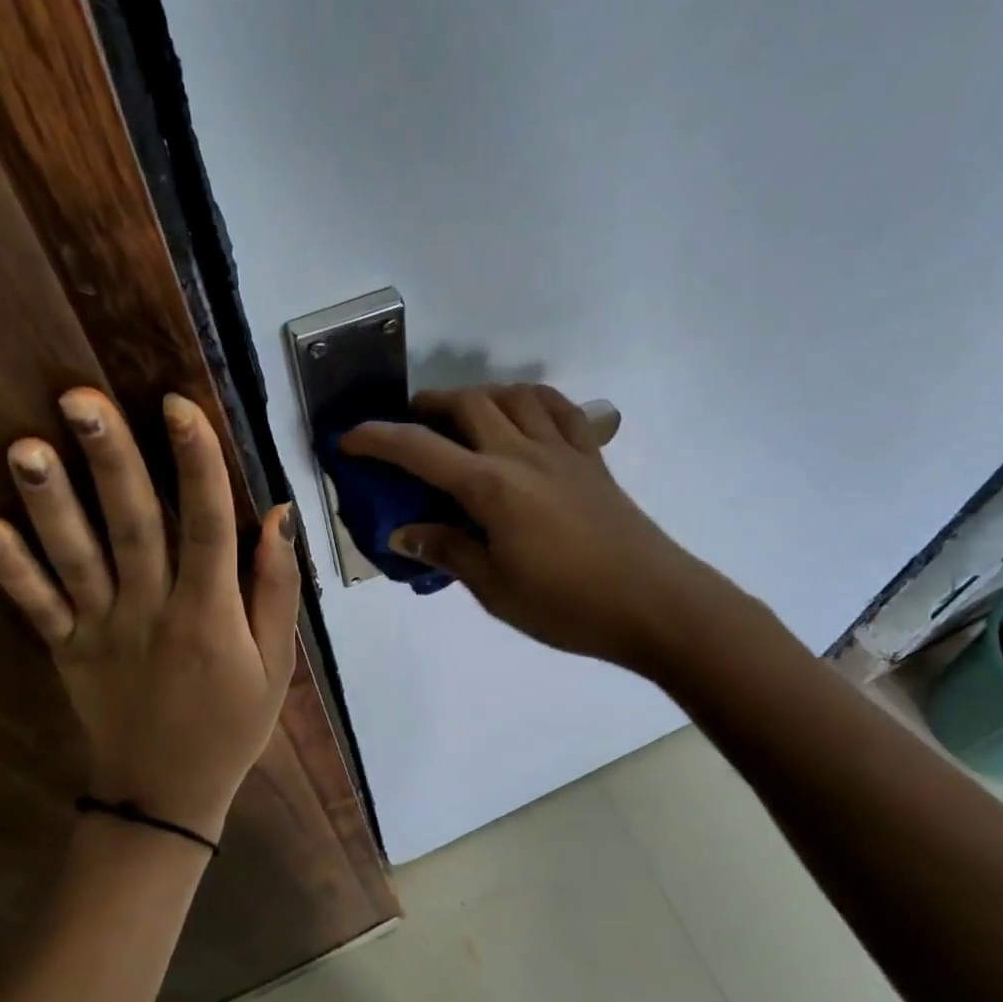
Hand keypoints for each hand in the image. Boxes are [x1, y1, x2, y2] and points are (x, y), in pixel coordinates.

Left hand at [0, 389, 297, 840]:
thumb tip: (278, 513)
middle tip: (81, 398)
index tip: (178, 404)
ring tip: (25, 446)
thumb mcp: (277, 663)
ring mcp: (101, 631)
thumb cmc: (232, 724)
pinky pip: (34, 606)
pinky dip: (7, 568)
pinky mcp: (66, 650)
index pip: (206, 525)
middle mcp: (151, 611)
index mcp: (209, 613)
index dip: (196, 463)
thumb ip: (276, 588)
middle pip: (132, 526)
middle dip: (110, 459)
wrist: (165, 797)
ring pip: (75, 558)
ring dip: (49, 502)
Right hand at [341, 384, 711, 669]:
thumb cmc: (567, 605)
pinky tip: (523, 415)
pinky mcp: (592, 457)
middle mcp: (523, 453)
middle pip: (467, 404)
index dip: (377, 439)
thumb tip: (402, 534)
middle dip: (427, 405)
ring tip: (463, 417)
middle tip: (410, 425)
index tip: (348, 440)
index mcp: (492, 487)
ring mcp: (563, 450)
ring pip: (513, 396)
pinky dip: (531, 400)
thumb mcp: (495, 588)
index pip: (420, 450)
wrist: (654, 603)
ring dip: (478, 395)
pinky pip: (559, 408)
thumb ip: (447, 551)